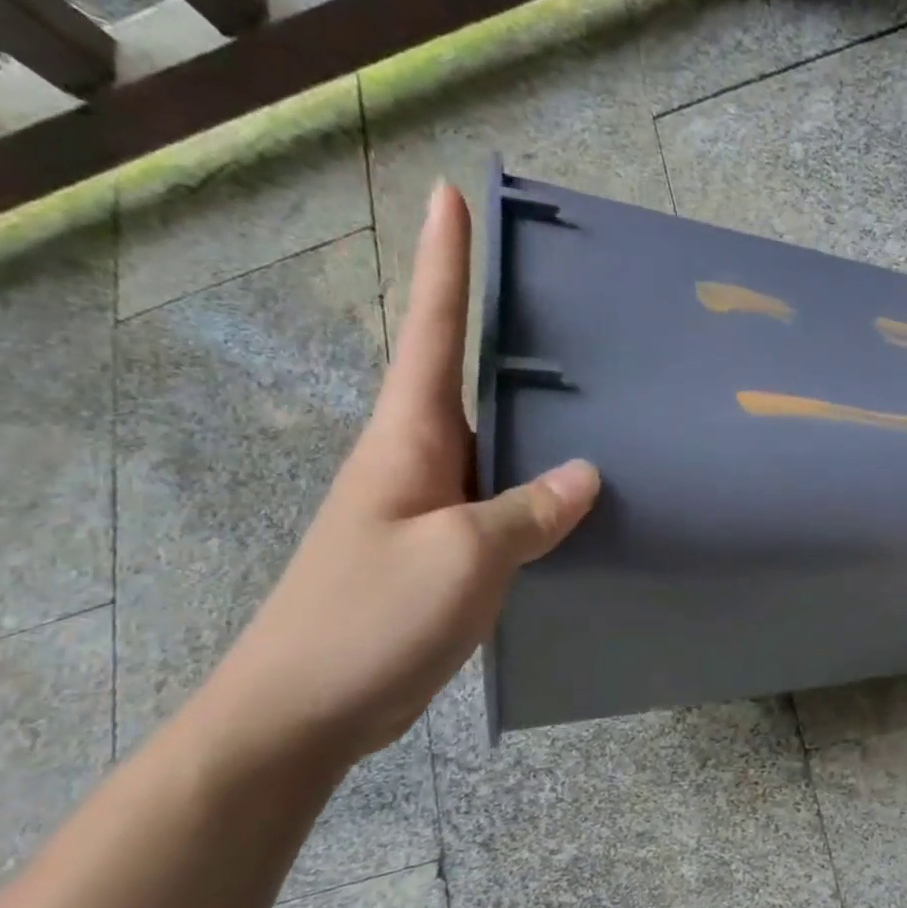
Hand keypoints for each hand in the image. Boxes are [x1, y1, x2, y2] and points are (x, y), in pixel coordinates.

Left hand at [200, 182, 598, 765]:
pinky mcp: (445, 551)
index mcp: (408, 438)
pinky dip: (540, 489)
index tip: (452, 196)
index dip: (442, 263)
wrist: (304, 711)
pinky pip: (504, 502)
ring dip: (537, 420)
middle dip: (510, 334)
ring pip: (496, 446)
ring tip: (602, 399)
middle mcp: (418, 460)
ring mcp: (432, 508)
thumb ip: (528, 510)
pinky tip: (580, 498)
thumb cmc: (370, 618)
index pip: (430, 331)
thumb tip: (586, 474)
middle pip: (469, 379)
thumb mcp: (464, 557)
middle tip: (576, 306)